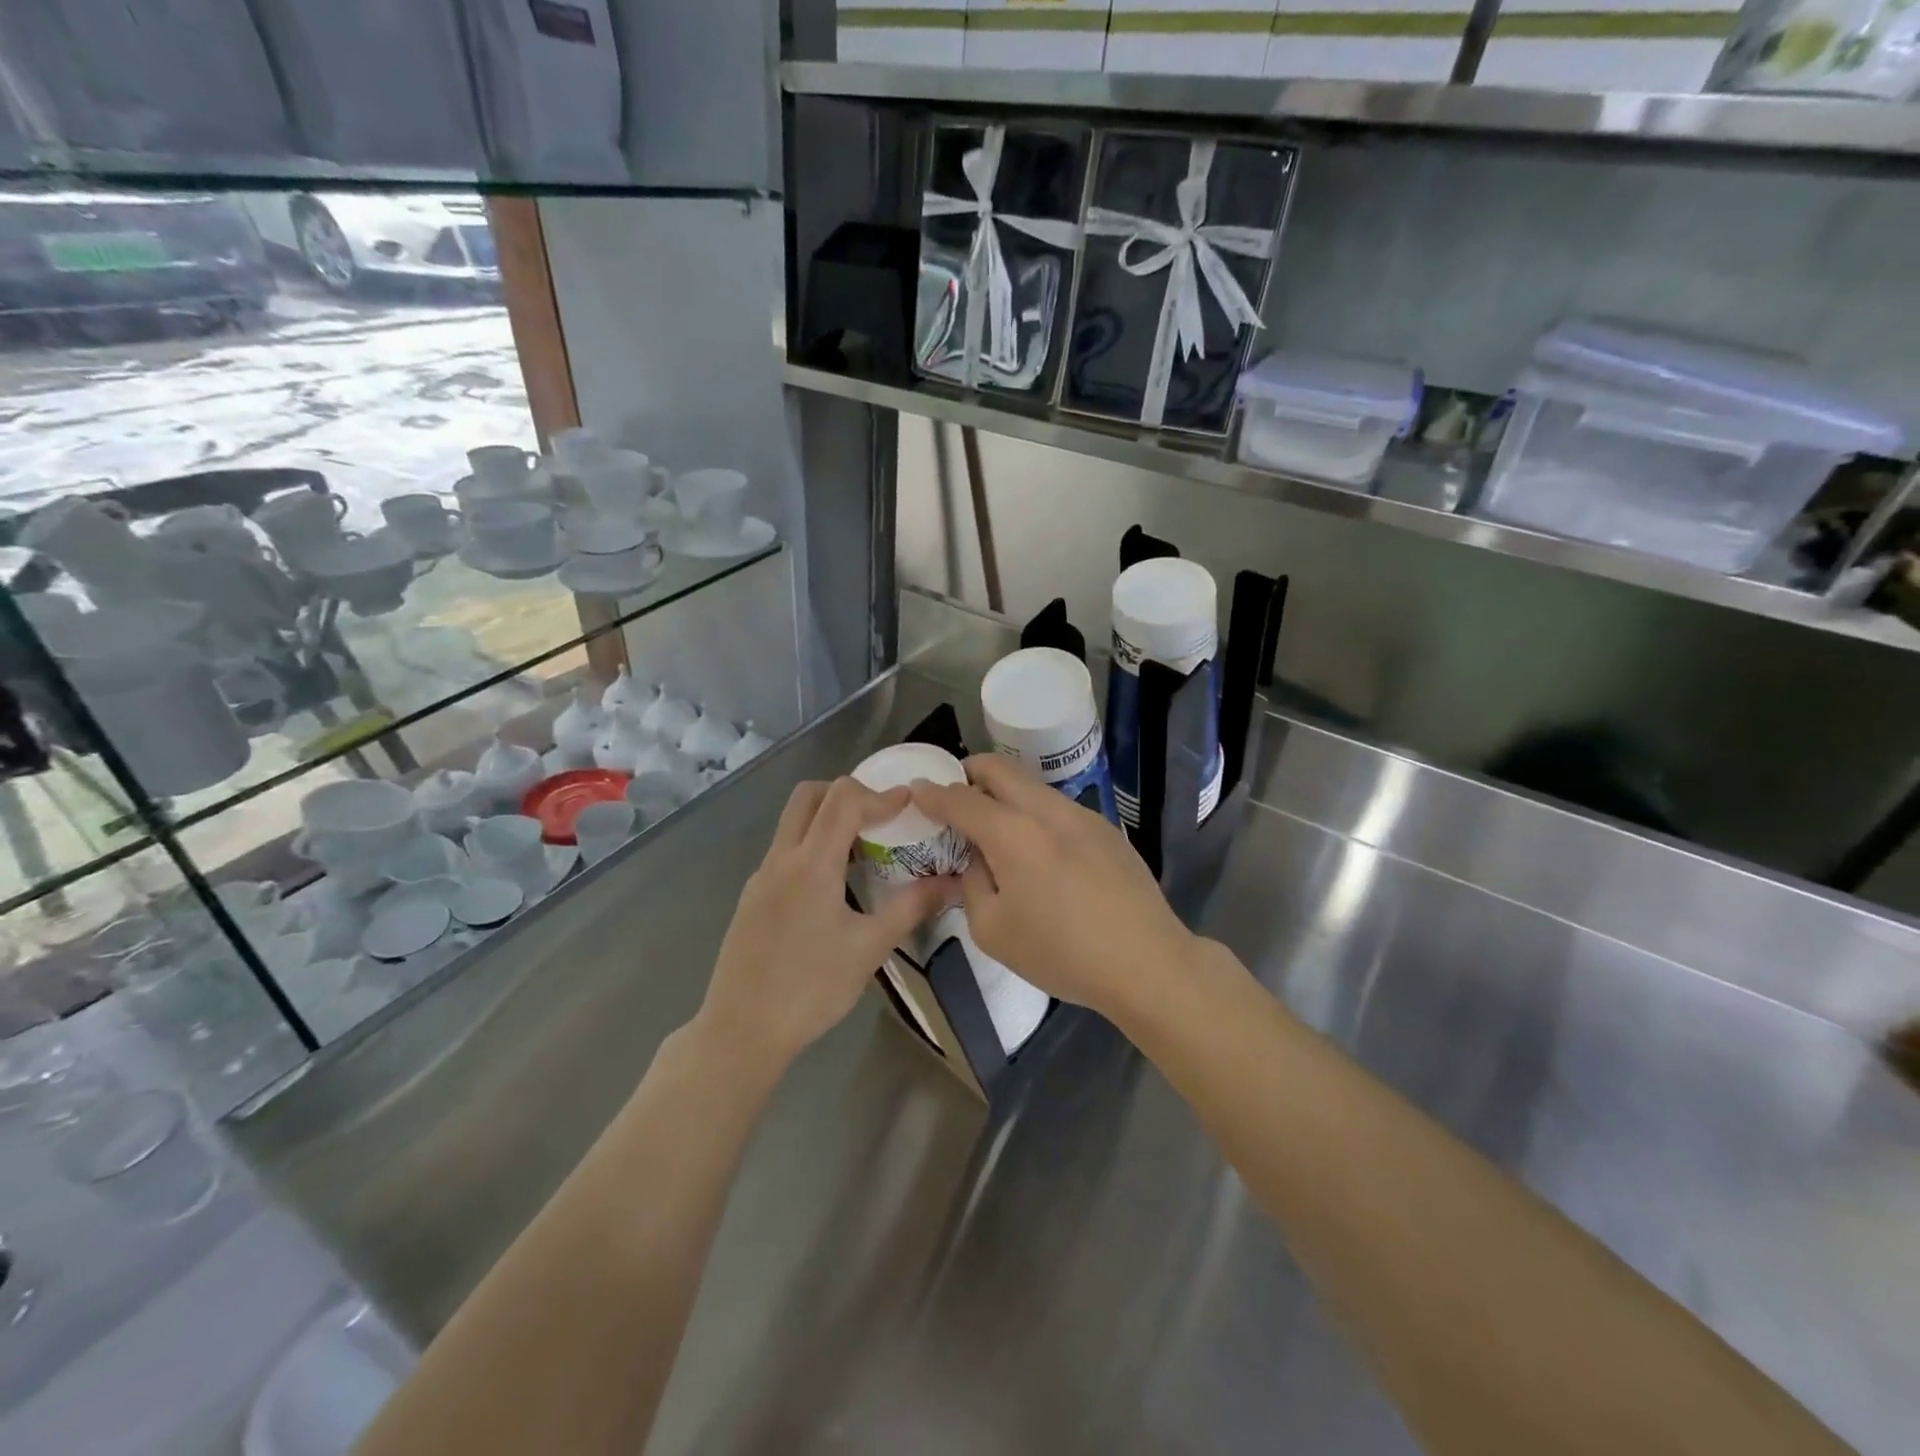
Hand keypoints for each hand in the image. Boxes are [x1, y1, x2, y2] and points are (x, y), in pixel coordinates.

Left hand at [697, 777, 952, 1067]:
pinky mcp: (753, 896)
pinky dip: (813, 844)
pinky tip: (835, 883)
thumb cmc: (810, 989)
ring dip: (828, 818)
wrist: (741, 1031)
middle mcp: (781, 859)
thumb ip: (911, 907)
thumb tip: (952, 883)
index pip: (843, 801)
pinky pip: (785, 850)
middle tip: (881, 816)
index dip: (881, 795)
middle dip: (848, 793)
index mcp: (811, 865)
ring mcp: (761, 876)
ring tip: (865, 847)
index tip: (910, 804)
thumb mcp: (869, 948)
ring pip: (793, 821)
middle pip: (809, 795)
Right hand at [910, 755, 1196, 1019]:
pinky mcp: (1106, 828)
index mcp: (1013, 833)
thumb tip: (972, 859)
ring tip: (997, 831)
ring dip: (1005, 795)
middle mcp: (1047, 810)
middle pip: (999, 769)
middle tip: (955, 798)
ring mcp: (1082, 814)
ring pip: (1031, 786)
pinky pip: (1057, 807)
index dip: (933, 793)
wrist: (1146, 962)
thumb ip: (972, 884)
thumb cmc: (1062, 953)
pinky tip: (1041, 854)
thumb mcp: (993, 930)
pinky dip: (1034, 814)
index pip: (961, 798)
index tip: (917, 791)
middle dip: (969, 773)